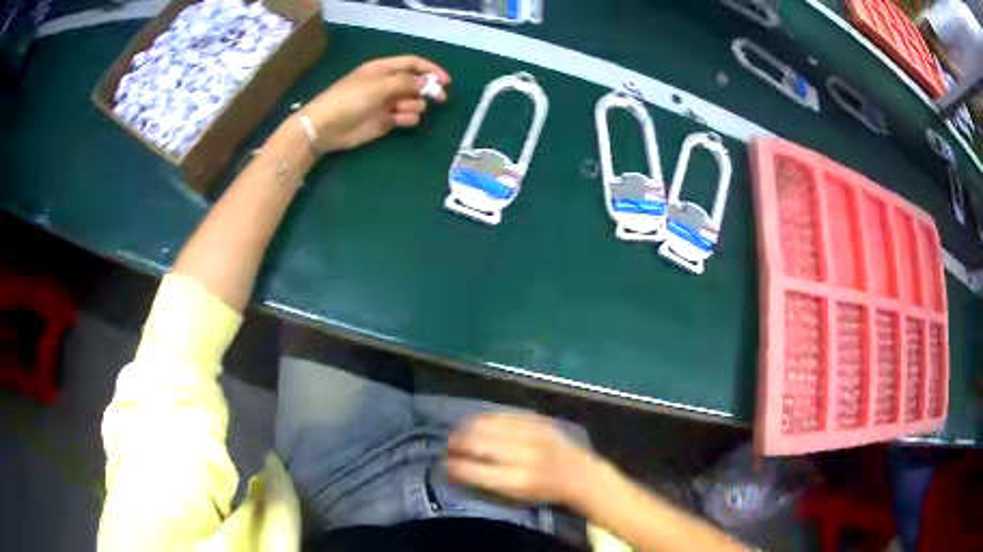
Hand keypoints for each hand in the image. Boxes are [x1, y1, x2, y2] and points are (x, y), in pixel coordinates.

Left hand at [301, 55, 450, 152]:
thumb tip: (429, 82)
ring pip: (413, 101)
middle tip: (440, 98)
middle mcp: (386, 84)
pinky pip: (405, 117)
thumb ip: (406, 82)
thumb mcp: (379, 86)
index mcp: (383, 69)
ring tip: (403, 110)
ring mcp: (386, 103)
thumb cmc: (350, 99)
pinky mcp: (385, 121)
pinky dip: (407, 118)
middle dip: (428, 89)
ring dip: (414, 105)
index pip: (412, 63)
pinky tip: (400, 121)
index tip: (446, 81)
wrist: (327, 127)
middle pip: (415, 82)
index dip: (430, 69)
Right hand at [447, 413, 599, 506]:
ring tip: (459, 432)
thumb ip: (486, 483)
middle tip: (448, 446)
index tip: (444, 465)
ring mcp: (532, 434)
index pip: (473, 470)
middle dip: (457, 443)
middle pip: (478, 443)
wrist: (579, 474)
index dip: (453, 466)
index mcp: (516, 480)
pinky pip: (504, 415)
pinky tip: (478, 422)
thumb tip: (454, 469)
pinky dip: (487, 419)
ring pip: (488, 425)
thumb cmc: (544, 492)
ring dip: (467, 428)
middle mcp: (523, 455)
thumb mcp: (516, 497)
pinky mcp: (538, 421)